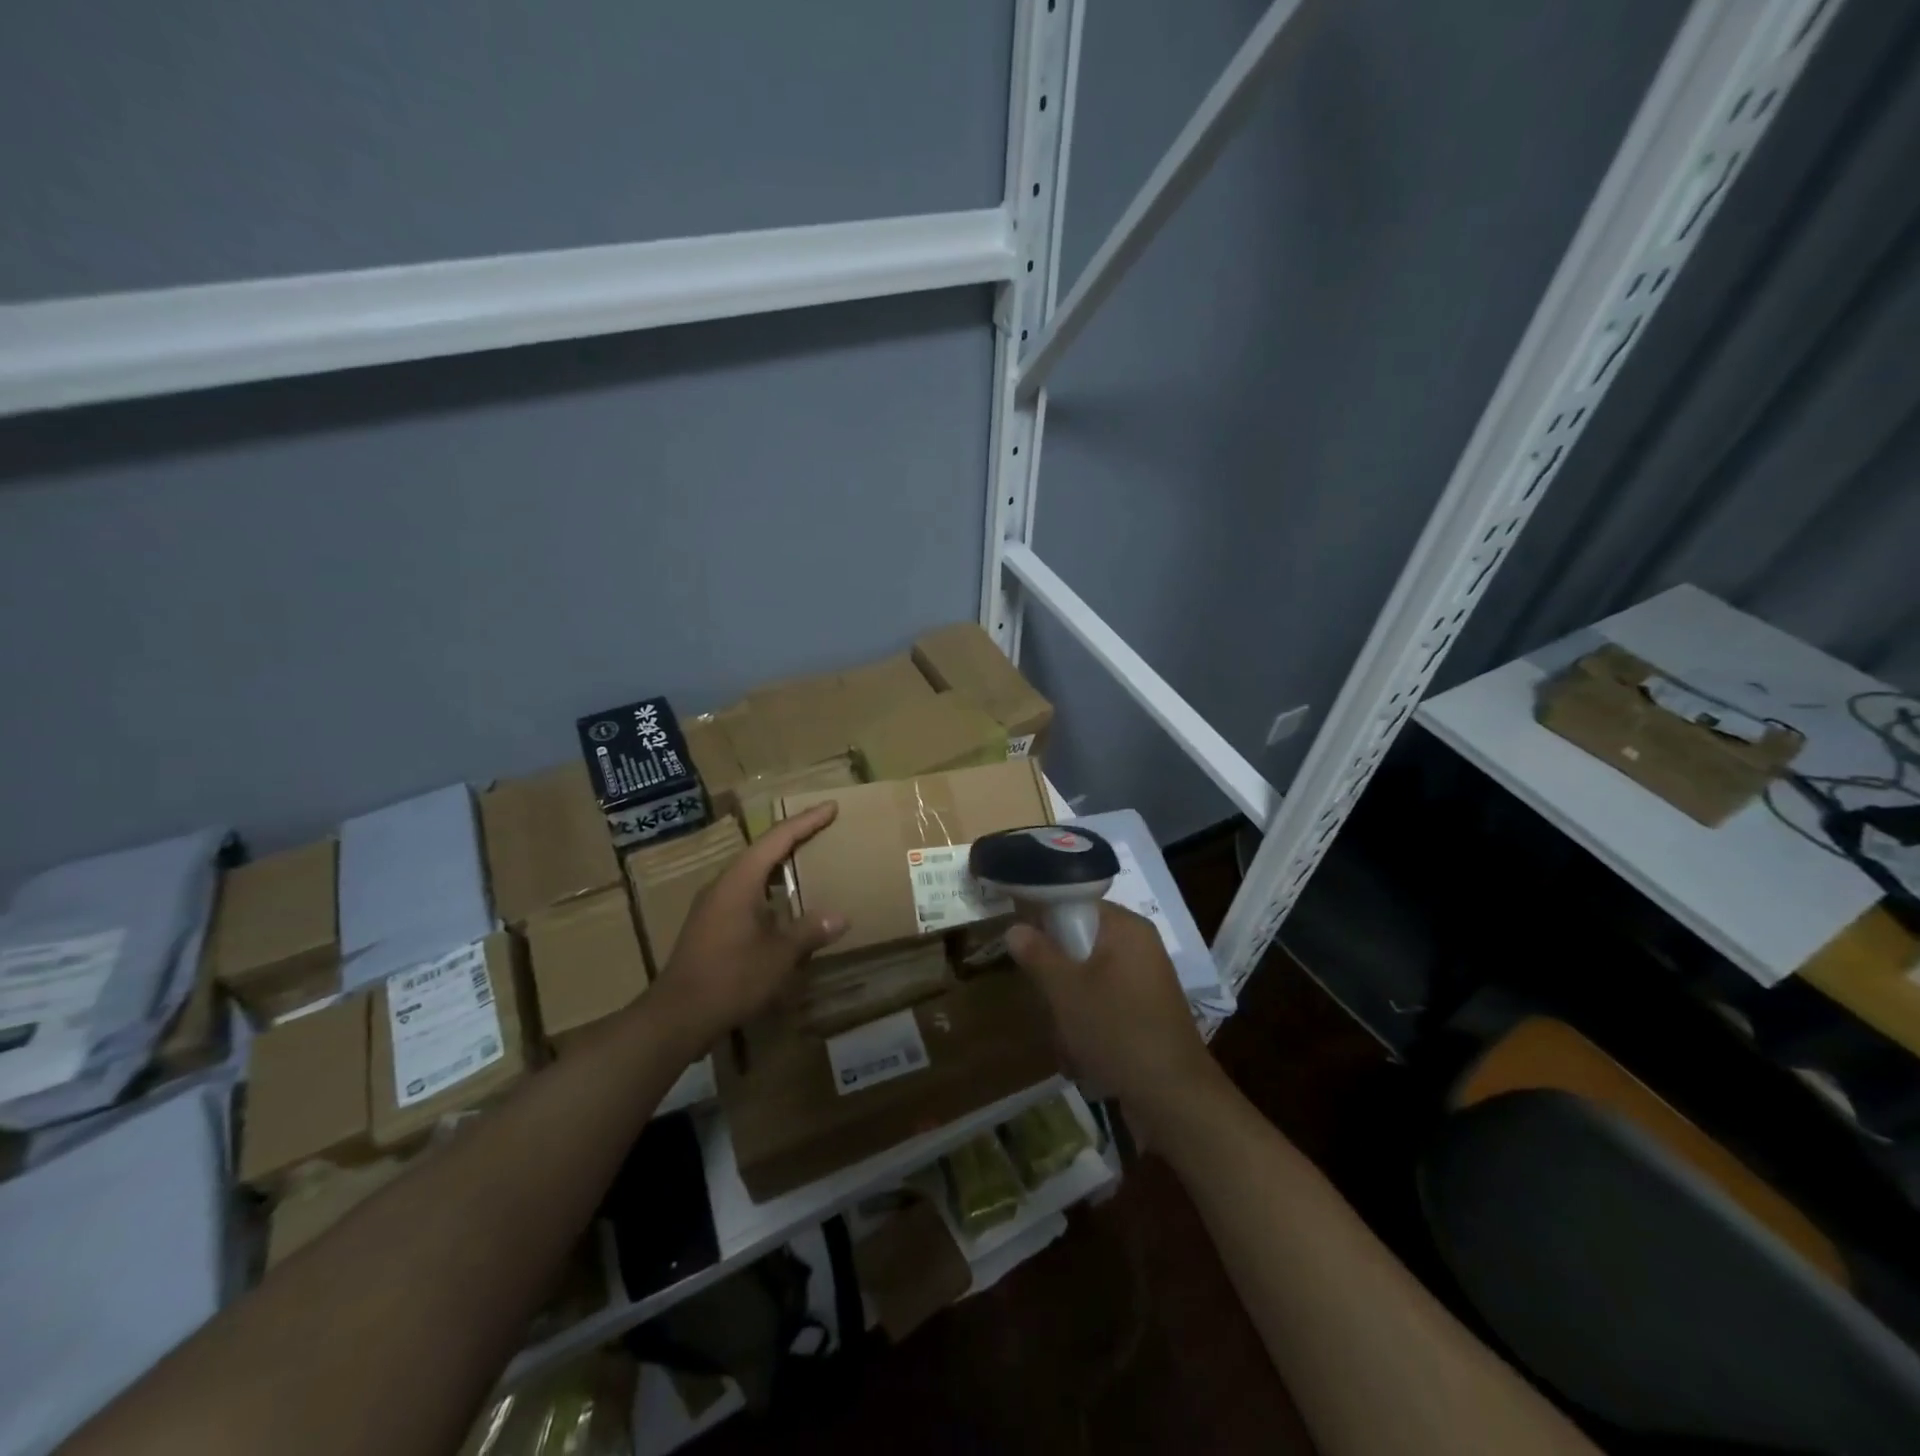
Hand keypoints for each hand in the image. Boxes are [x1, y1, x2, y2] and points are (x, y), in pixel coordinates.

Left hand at [651, 803, 847, 1047]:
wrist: (677, 1016)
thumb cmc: (730, 978)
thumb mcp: (778, 955)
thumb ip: (809, 931)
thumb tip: (840, 917)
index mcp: (740, 881)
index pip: (777, 839)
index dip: (806, 821)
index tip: (831, 807)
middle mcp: (724, 885)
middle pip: (763, 850)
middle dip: (794, 837)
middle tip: (824, 828)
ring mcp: (713, 905)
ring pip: (753, 873)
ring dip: (780, 865)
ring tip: (808, 861)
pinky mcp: (710, 925)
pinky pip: (746, 893)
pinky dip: (770, 889)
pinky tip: (784, 905)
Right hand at [1006, 902, 1218, 1117]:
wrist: (1175, 1098)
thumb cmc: (1117, 1030)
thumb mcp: (1066, 990)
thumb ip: (1038, 954)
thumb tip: (1015, 927)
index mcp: (1126, 928)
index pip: (1078, 905)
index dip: (1047, 922)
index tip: (1026, 950)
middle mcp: (1140, 947)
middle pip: (1080, 946)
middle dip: (1058, 979)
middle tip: (1048, 1003)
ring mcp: (1146, 982)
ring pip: (1089, 982)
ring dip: (1070, 1010)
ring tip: (1066, 1040)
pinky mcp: (1148, 1013)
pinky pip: (1106, 1006)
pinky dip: (1090, 1027)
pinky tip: (1083, 1057)